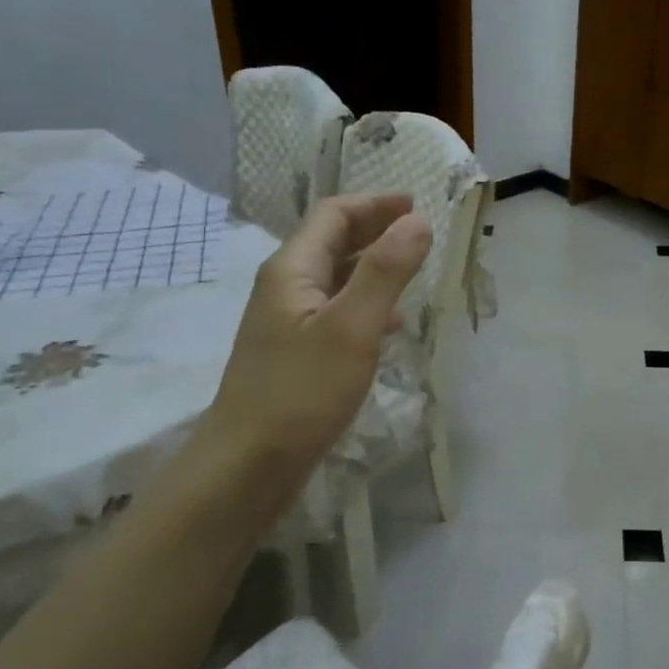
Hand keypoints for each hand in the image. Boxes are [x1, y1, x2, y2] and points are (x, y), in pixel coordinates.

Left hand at [202, 192, 431, 475]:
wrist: (248, 465)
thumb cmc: (301, 392)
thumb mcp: (352, 327)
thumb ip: (385, 272)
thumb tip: (417, 222)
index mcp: (292, 270)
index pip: (333, 214)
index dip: (375, 203)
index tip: (417, 204)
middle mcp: (286, 287)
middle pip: (332, 241)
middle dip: (375, 228)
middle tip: (420, 231)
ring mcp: (288, 322)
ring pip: (336, 277)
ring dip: (373, 264)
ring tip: (413, 269)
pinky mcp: (296, 353)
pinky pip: (336, 310)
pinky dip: (366, 302)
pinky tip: (390, 321)